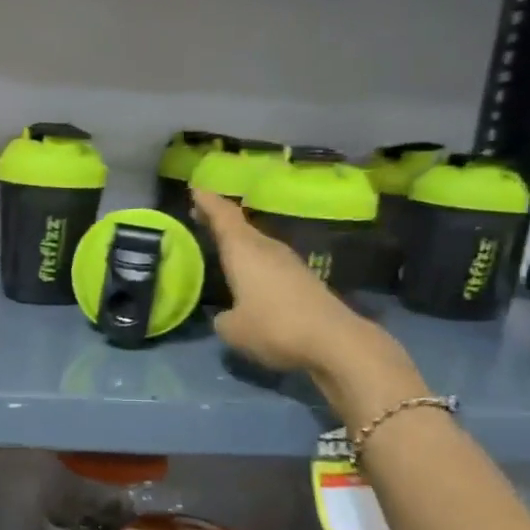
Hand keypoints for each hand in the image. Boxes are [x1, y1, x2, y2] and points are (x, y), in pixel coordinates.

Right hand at [193, 189, 427, 425]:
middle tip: (199, 216)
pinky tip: (248, 276)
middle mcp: (267, 248)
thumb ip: (222, 318)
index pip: (223, 215)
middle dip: (219, 220)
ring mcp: (289, 263)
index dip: (208, 201)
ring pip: (256, 244)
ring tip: (221, 246)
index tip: (195, 188)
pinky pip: (269, 262)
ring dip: (238, 242)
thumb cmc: (274, 327)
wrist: (334, 341)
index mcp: (244, 250)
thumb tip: (227, 315)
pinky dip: (254, 262)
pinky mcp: (303, 280)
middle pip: (240, 226)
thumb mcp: (233, 329)